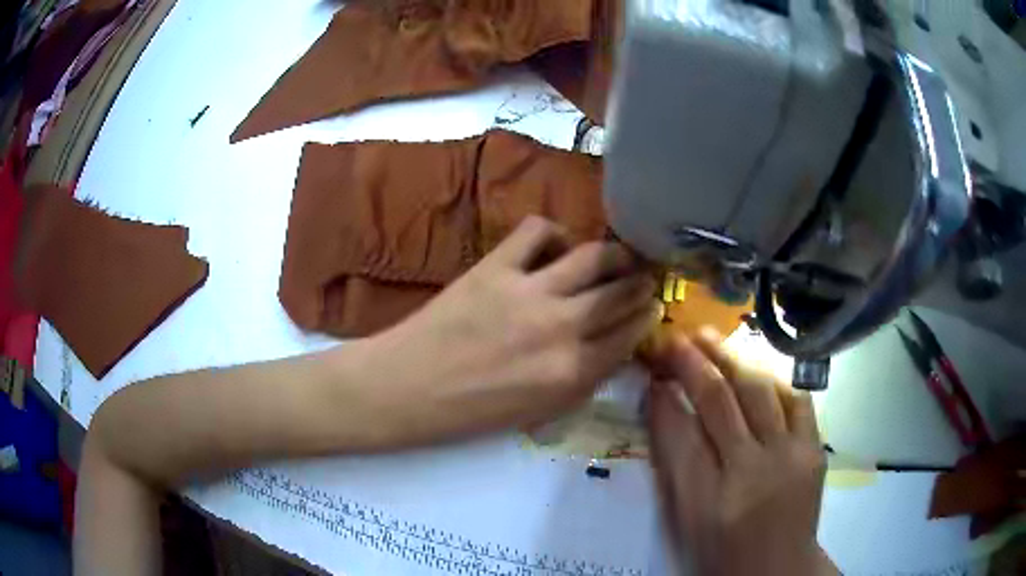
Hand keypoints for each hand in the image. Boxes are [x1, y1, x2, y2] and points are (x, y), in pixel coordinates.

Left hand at [361, 216, 658, 445]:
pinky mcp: (495, 267)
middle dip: (641, 282)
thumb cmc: (471, 412)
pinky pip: (537, 232)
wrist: (408, 387)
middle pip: (620, 293)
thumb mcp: (538, 413)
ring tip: (618, 255)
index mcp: (571, 373)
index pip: (629, 335)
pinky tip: (554, 247)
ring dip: (615, 254)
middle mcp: (560, 329)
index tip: (652, 307)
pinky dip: (554, 233)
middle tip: (644, 277)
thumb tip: (612, 348)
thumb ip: (582, 381)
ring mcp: (528, 292)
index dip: (646, 317)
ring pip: (592, 257)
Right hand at [648, 329, 836, 575]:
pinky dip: (772, 378)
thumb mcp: (685, 519)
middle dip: (694, 363)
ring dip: (732, 358)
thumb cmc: (722, 550)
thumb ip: (673, 464)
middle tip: (676, 337)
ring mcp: (789, 456)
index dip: (664, 396)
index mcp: (709, 498)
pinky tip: (756, 368)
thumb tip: (662, 405)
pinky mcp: (814, 449)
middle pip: (720, 401)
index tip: (652, 371)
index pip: (680, 432)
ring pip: (760, 390)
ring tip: (711, 338)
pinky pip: (795, 399)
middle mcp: (752, 470)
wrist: (778, 567)